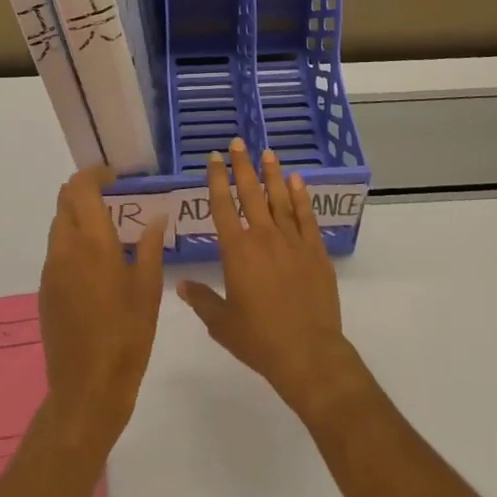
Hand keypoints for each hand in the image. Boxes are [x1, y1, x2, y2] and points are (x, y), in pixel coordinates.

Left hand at [37, 167, 166, 450]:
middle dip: (85, 190)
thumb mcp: (149, 290)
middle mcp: (66, 248)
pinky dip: (72, 239)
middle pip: (65, 200)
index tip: (114, 177)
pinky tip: (94, 261)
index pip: (81, 188)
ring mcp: (51, 269)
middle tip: (112, 197)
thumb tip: (156, 218)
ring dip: (77, 214)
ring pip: (58, 224)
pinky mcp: (45, 289)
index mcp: (93, 242)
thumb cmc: (127, 336)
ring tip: (106, 227)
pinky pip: (56, 249)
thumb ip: (151, 247)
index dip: (95, 174)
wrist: (87, 388)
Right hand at [178, 138, 360, 418]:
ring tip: (267, 152)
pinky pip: (306, 216)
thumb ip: (202, 300)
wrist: (308, 353)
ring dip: (271, 174)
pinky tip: (297, 181)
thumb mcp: (222, 323)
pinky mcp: (315, 251)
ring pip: (279, 199)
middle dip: (242, 166)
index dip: (217, 180)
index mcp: (237, 251)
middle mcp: (263, 237)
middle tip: (238, 142)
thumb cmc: (259, 339)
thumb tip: (181, 285)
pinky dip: (301, 197)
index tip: (214, 158)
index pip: (223, 206)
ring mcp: (292, 241)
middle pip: (251, 194)